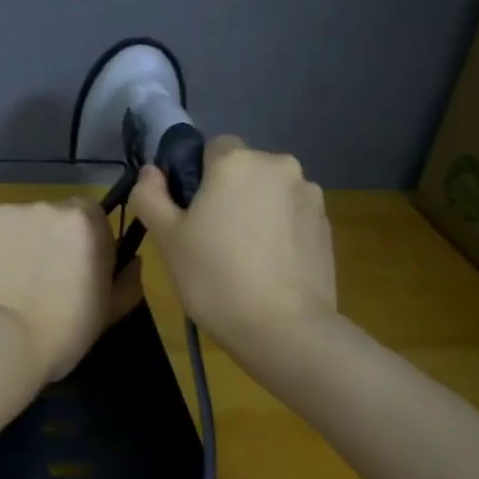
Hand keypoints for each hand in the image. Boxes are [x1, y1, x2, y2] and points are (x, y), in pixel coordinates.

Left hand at [0, 199, 119, 382]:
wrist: (4, 340)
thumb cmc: (65, 331)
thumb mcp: (110, 311)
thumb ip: (128, 280)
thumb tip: (133, 261)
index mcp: (90, 223)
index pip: (97, 218)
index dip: (91, 243)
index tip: (83, 269)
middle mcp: (56, 206)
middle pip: (63, 215)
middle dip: (60, 237)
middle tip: (50, 272)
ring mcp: (20, 210)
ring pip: (32, 219)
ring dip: (32, 237)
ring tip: (21, 274)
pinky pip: (5, 225)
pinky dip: (5, 241)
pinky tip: (1, 270)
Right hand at [130, 137, 336, 350]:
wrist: (285, 330)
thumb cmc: (215, 277)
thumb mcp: (167, 238)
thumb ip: (151, 196)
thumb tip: (152, 172)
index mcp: (237, 161)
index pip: (212, 148)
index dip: (197, 177)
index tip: (190, 213)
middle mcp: (279, 165)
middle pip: (244, 169)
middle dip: (230, 192)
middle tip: (212, 238)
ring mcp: (310, 195)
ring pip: (270, 193)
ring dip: (257, 211)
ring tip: (245, 258)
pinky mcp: (327, 226)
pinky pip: (292, 217)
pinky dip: (280, 232)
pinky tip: (270, 268)